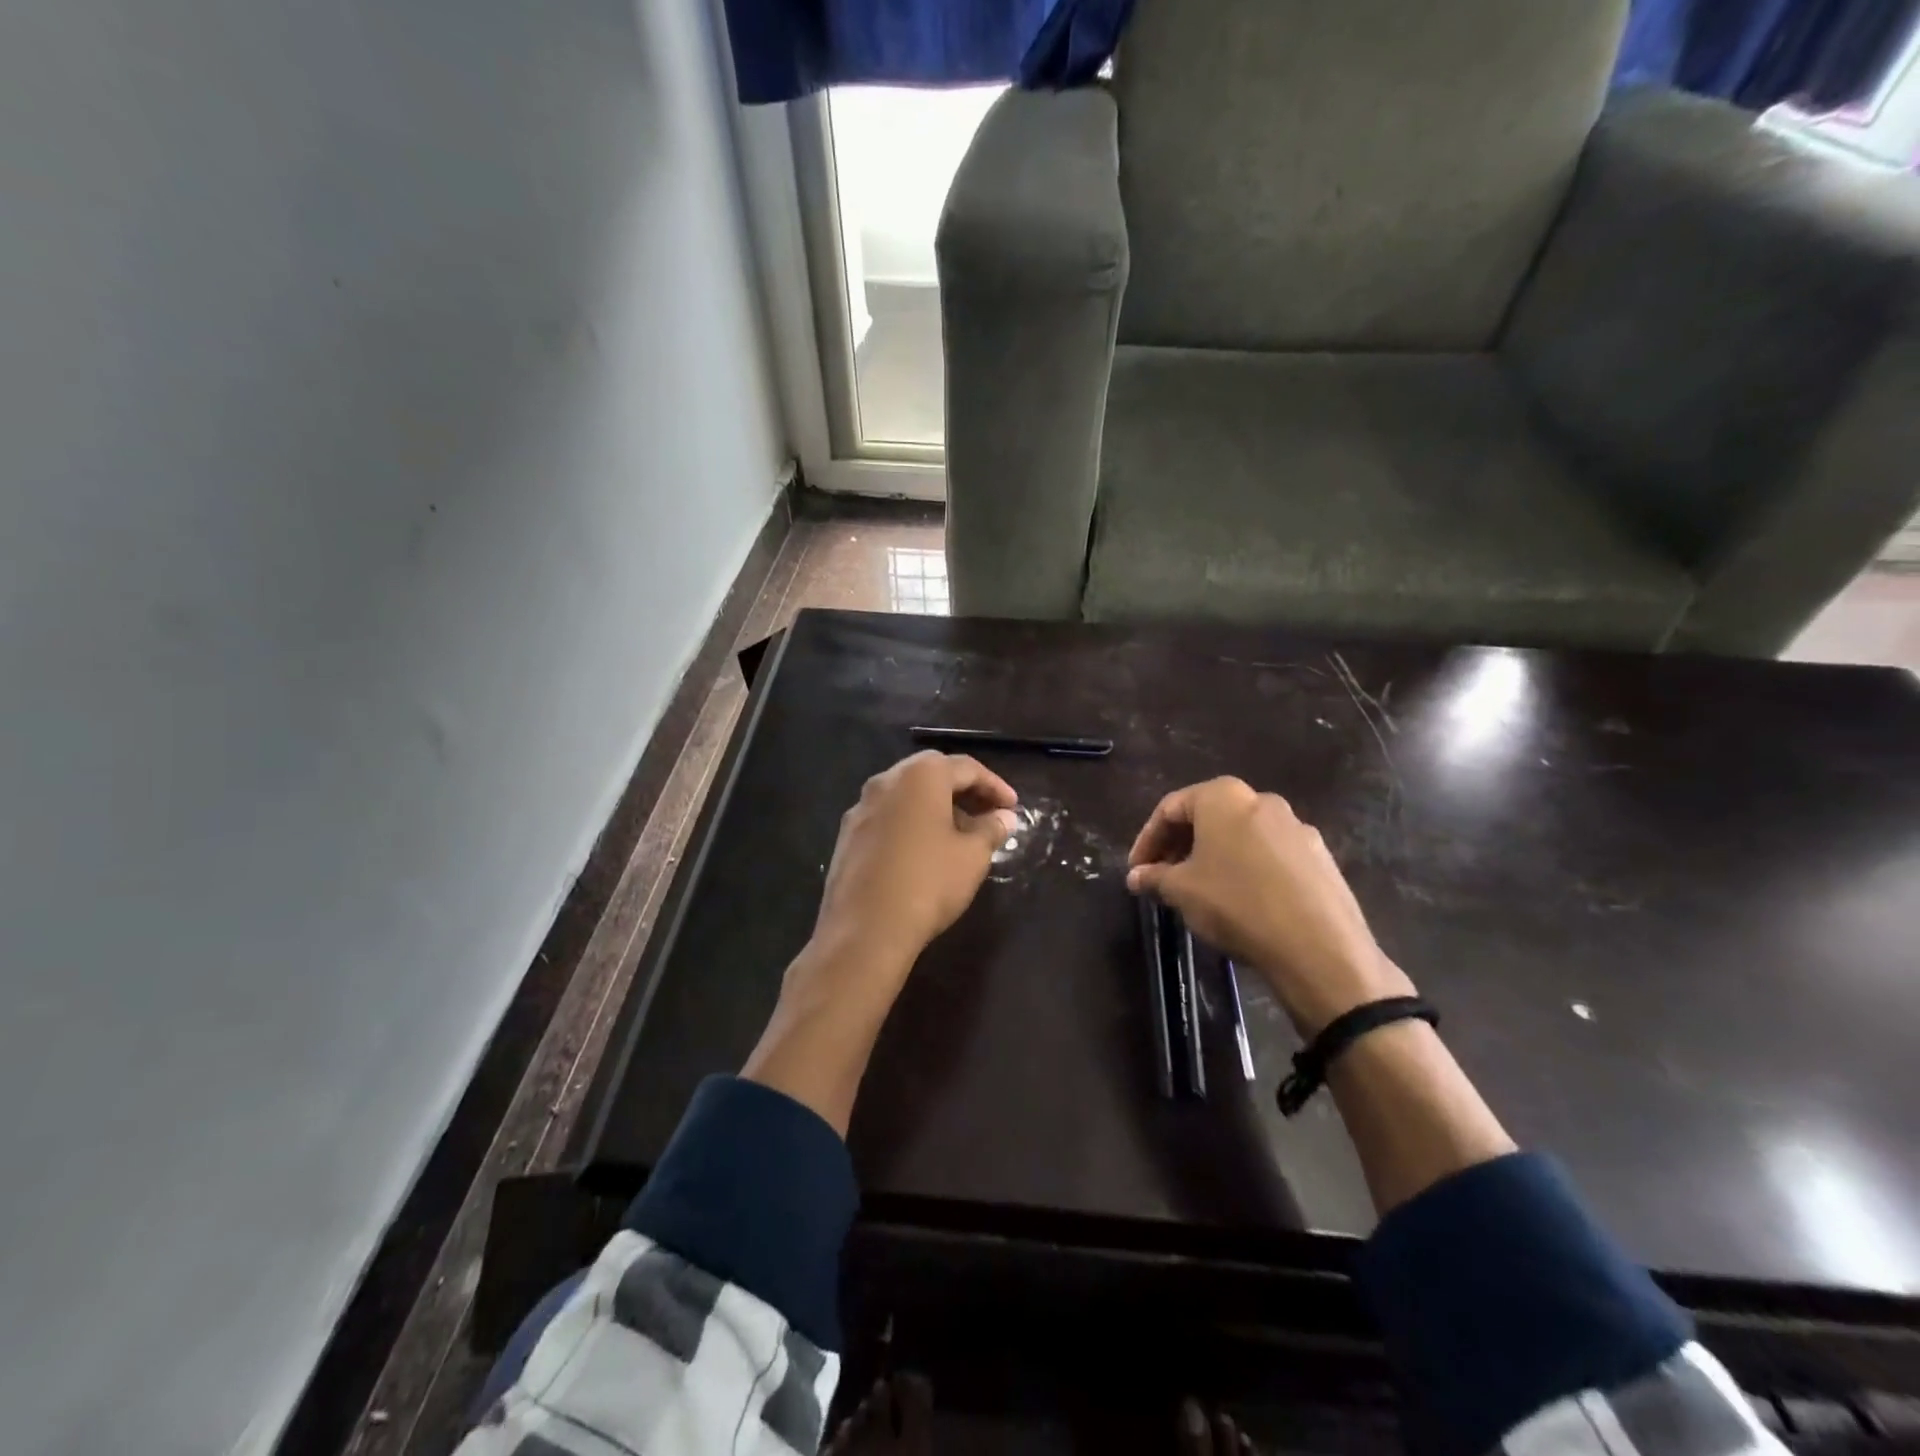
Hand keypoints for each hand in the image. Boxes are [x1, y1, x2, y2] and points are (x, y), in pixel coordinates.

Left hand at [811, 751, 1019, 984]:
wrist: (864, 930)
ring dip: (936, 807)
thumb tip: (1004, 817)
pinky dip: (911, 823)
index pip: (966, 767)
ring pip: (906, 795)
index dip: (995, 786)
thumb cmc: (928, 883)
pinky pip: (887, 817)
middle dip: (963, 791)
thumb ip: (991, 829)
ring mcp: (861, 808)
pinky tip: (925, 851)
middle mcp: (886, 781)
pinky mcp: (847, 836)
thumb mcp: (972, 856)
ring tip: (959, 834)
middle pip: (932, 773)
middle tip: (987, 814)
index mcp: (920, 776)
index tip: (1012, 808)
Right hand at [1126, 778, 1411, 1036]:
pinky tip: (1242, 901)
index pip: (1171, 808)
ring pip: (1242, 836)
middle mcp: (1262, 800)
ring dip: (1215, 857)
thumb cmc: (1236, 904)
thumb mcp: (1181, 891)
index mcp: (1224, 797)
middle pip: (1209, 817)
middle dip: (1181, 846)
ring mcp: (1297, 828)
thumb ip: (1154, 877)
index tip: (1137, 869)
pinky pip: (1271, 855)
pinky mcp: (1321, 858)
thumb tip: (1137, 875)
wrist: (1319, 947)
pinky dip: (1248, 869)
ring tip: (1201, 891)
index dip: (1147, 839)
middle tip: (1164, 877)